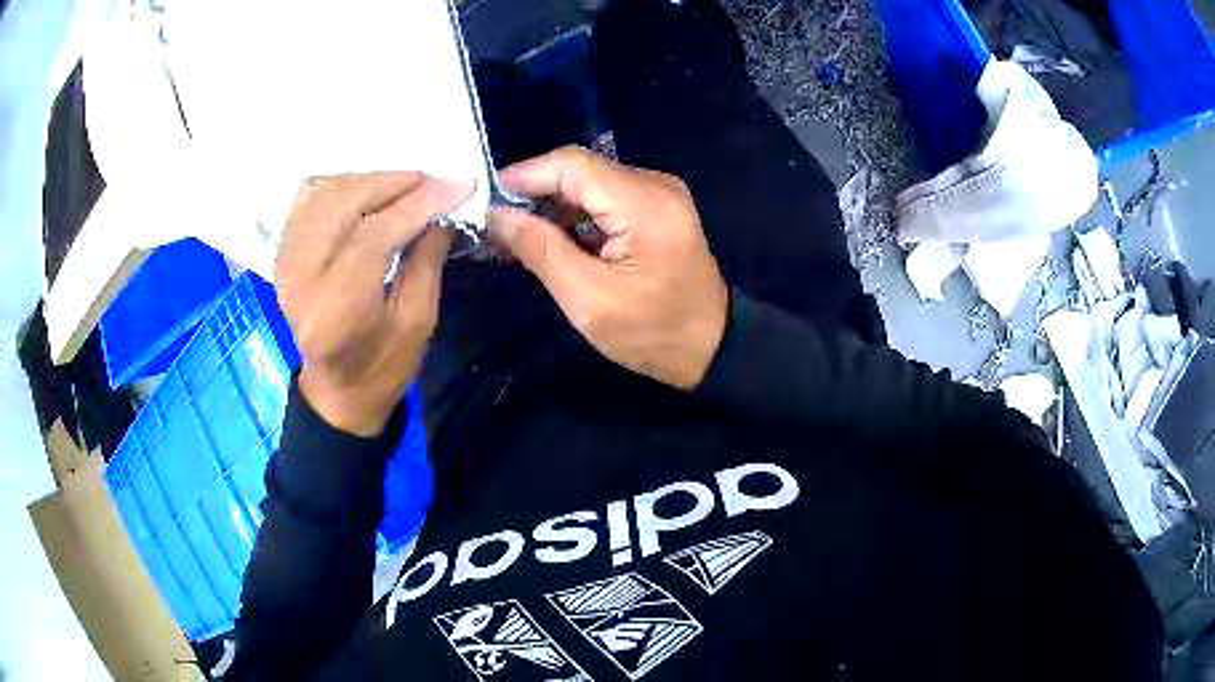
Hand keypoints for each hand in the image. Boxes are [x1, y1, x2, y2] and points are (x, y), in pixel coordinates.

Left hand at [275, 173, 471, 435]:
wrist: (336, 390)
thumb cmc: (383, 367)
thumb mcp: (418, 321)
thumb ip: (427, 258)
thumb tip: (442, 205)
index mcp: (335, 312)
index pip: (373, 236)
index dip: (417, 203)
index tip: (457, 185)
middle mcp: (300, 281)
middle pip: (343, 204)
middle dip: (393, 182)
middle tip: (432, 181)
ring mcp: (285, 263)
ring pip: (324, 193)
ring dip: (369, 180)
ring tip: (406, 186)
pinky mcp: (283, 253)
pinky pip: (309, 199)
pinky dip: (341, 185)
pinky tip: (368, 191)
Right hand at [490, 146, 728, 390]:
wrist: (712, 348)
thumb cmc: (651, 333)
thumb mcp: (588, 299)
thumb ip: (540, 249)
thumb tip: (496, 214)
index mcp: (644, 203)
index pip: (572, 165)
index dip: (525, 175)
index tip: (488, 199)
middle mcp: (656, 185)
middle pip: (581, 170)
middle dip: (535, 191)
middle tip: (496, 222)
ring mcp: (661, 194)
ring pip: (592, 183)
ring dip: (553, 204)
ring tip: (516, 234)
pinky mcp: (659, 207)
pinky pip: (608, 197)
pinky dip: (576, 214)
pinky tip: (551, 237)